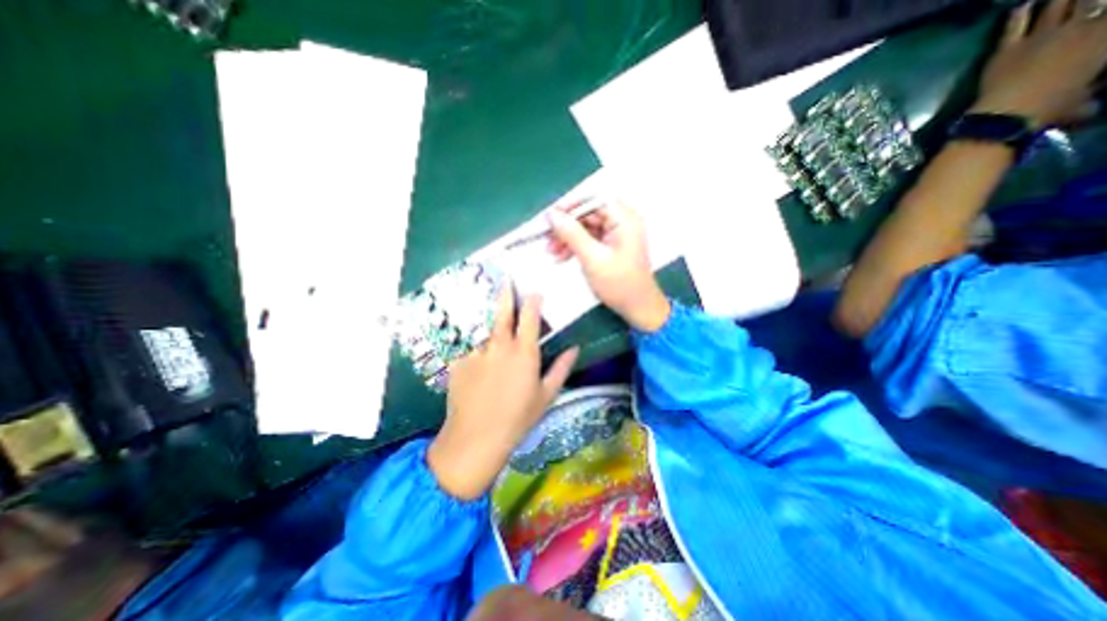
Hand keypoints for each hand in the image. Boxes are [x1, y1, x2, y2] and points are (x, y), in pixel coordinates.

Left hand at [425, 287, 579, 500]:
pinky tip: (475, 356)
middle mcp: (500, 345)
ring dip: (489, 319)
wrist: (476, 437)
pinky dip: (474, 346)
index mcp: (524, 352)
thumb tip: (575, 347)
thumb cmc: (518, 418)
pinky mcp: (458, 361)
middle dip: (506, 294)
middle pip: (502, 312)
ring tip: (490, 314)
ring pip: (483, 328)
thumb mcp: (546, 395)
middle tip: (506, 281)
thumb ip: (561, 368)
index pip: (529, 317)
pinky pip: (468, 347)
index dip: (533, 301)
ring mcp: (476, 351)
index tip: (535, 292)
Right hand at [545, 201, 665, 330]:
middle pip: (589, 214)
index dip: (571, 206)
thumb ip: (572, 234)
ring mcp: (617, 235)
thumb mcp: (593, 258)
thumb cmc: (619, 284)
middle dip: (567, 226)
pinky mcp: (612, 247)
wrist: (638, 308)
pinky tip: (561, 257)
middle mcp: (622, 222)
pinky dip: (576, 247)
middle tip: (547, 238)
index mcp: (624, 219)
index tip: (551, 217)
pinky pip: (590, 240)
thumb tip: (552, 214)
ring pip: (587, 228)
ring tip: (551, 251)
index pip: (594, 200)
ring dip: (568, 238)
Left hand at [970, 1, 1106, 126]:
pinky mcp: (1007, 49)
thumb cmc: (1050, 110)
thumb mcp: (1084, 103)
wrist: (1006, 115)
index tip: (1102, 13)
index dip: (1106, 10)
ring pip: (1058, 3)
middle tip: (1087, 2)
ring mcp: (1041, 36)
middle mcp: (1081, 27)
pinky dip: (1020, 12)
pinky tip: (1023, 5)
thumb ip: (1091, 98)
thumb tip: (1091, 108)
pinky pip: (1015, 24)